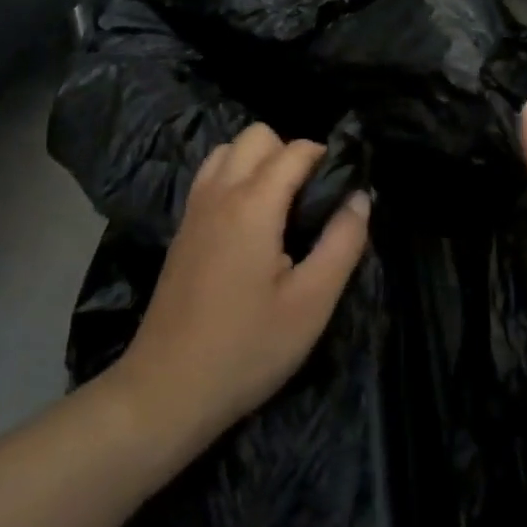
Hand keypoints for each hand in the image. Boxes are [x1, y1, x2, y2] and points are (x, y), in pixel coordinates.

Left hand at [107, 124, 370, 452]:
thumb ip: (342, 243)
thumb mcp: (311, 303)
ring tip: (281, 206)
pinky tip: (250, 223)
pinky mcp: (182, 229)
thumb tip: (359, 198)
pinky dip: (234, 176)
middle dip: (289, 152)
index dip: (325, 157)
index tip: (344, 185)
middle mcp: (219, 192)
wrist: (166, 391)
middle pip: (257, 135)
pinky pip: (211, 176)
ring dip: (258, 161)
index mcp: (253, 204)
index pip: (295, 150)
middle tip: (311, 199)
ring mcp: (194, 209)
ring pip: (228, 150)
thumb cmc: (247, 349)